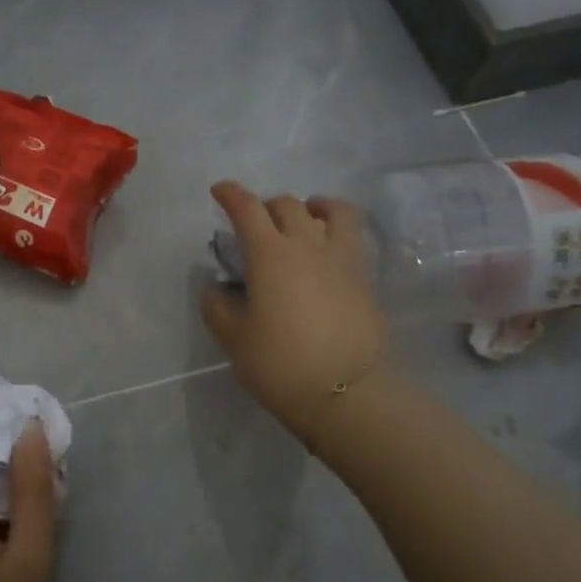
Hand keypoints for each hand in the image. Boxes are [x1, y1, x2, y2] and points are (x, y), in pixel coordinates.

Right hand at [201, 181, 389, 446]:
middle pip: (286, 205)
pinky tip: (327, 249)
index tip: (219, 191)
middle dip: (266, 206)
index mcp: (270, 254)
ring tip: (304, 220)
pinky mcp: (364, 276)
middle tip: (255, 225)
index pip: (247, 209)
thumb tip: (216, 291)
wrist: (346, 391)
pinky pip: (351, 235)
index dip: (231, 194)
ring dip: (311, 206)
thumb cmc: (281, 364)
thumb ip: (218, 309)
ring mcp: (341, 258)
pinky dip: (336, 228)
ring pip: (331, 209)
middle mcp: (307, 244)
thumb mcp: (235, 340)